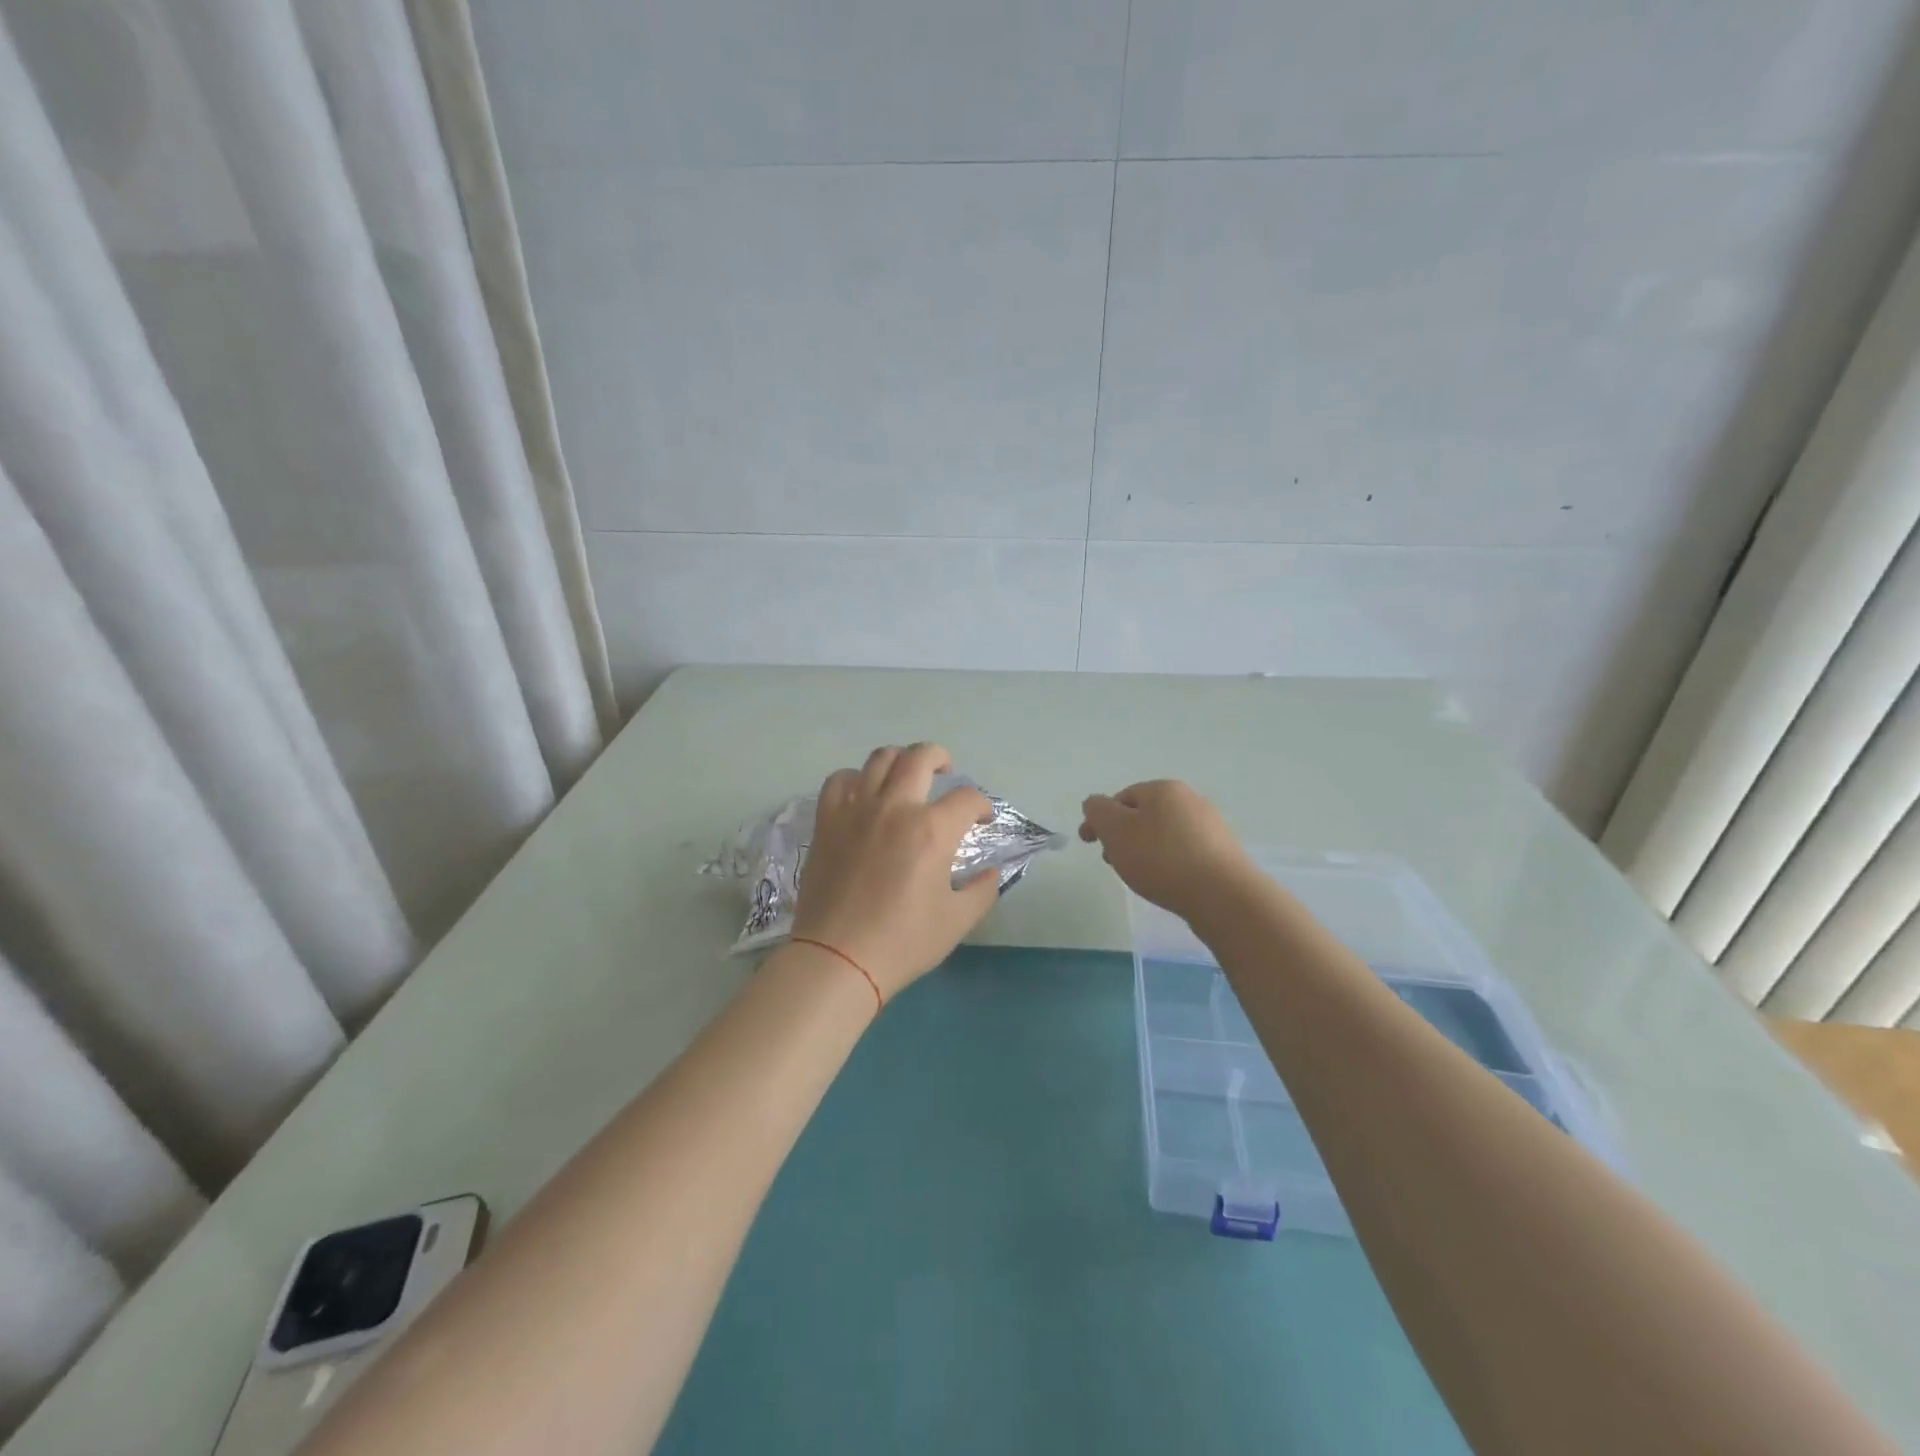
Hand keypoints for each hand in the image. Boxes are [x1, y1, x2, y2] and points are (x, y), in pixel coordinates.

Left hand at [791, 743, 999, 999]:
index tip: (982, 820)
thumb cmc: (903, 942)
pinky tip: (863, 794)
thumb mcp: (957, 921)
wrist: (838, 958)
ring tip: (905, 775)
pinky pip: (839, 781)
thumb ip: (982, 890)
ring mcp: (856, 810)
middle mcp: (895, 808)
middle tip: (946, 770)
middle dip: (940, 757)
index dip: (982, 805)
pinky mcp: (827, 821)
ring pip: (879, 759)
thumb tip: (990, 872)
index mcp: (932, 830)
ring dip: (899, 760)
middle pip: (920, 757)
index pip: (967, 798)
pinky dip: (855, 779)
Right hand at [1079, 780, 1258, 922]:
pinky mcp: (1223, 852)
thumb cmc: (1162, 859)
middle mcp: (1190, 799)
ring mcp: (1210, 826)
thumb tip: (1095, 804)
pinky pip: (1184, 852)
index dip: (1100, 820)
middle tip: (1115, 863)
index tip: (1090, 844)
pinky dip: (1168, 863)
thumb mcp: (1116, 831)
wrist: (1223, 896)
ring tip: (1140, 877)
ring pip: (1163, 834)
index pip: (1120, 797)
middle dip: (1123, 837)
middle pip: (1143, 815)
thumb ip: (1098, 811)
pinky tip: (1168, 883)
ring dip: (1145, 851)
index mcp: (1163, 789)